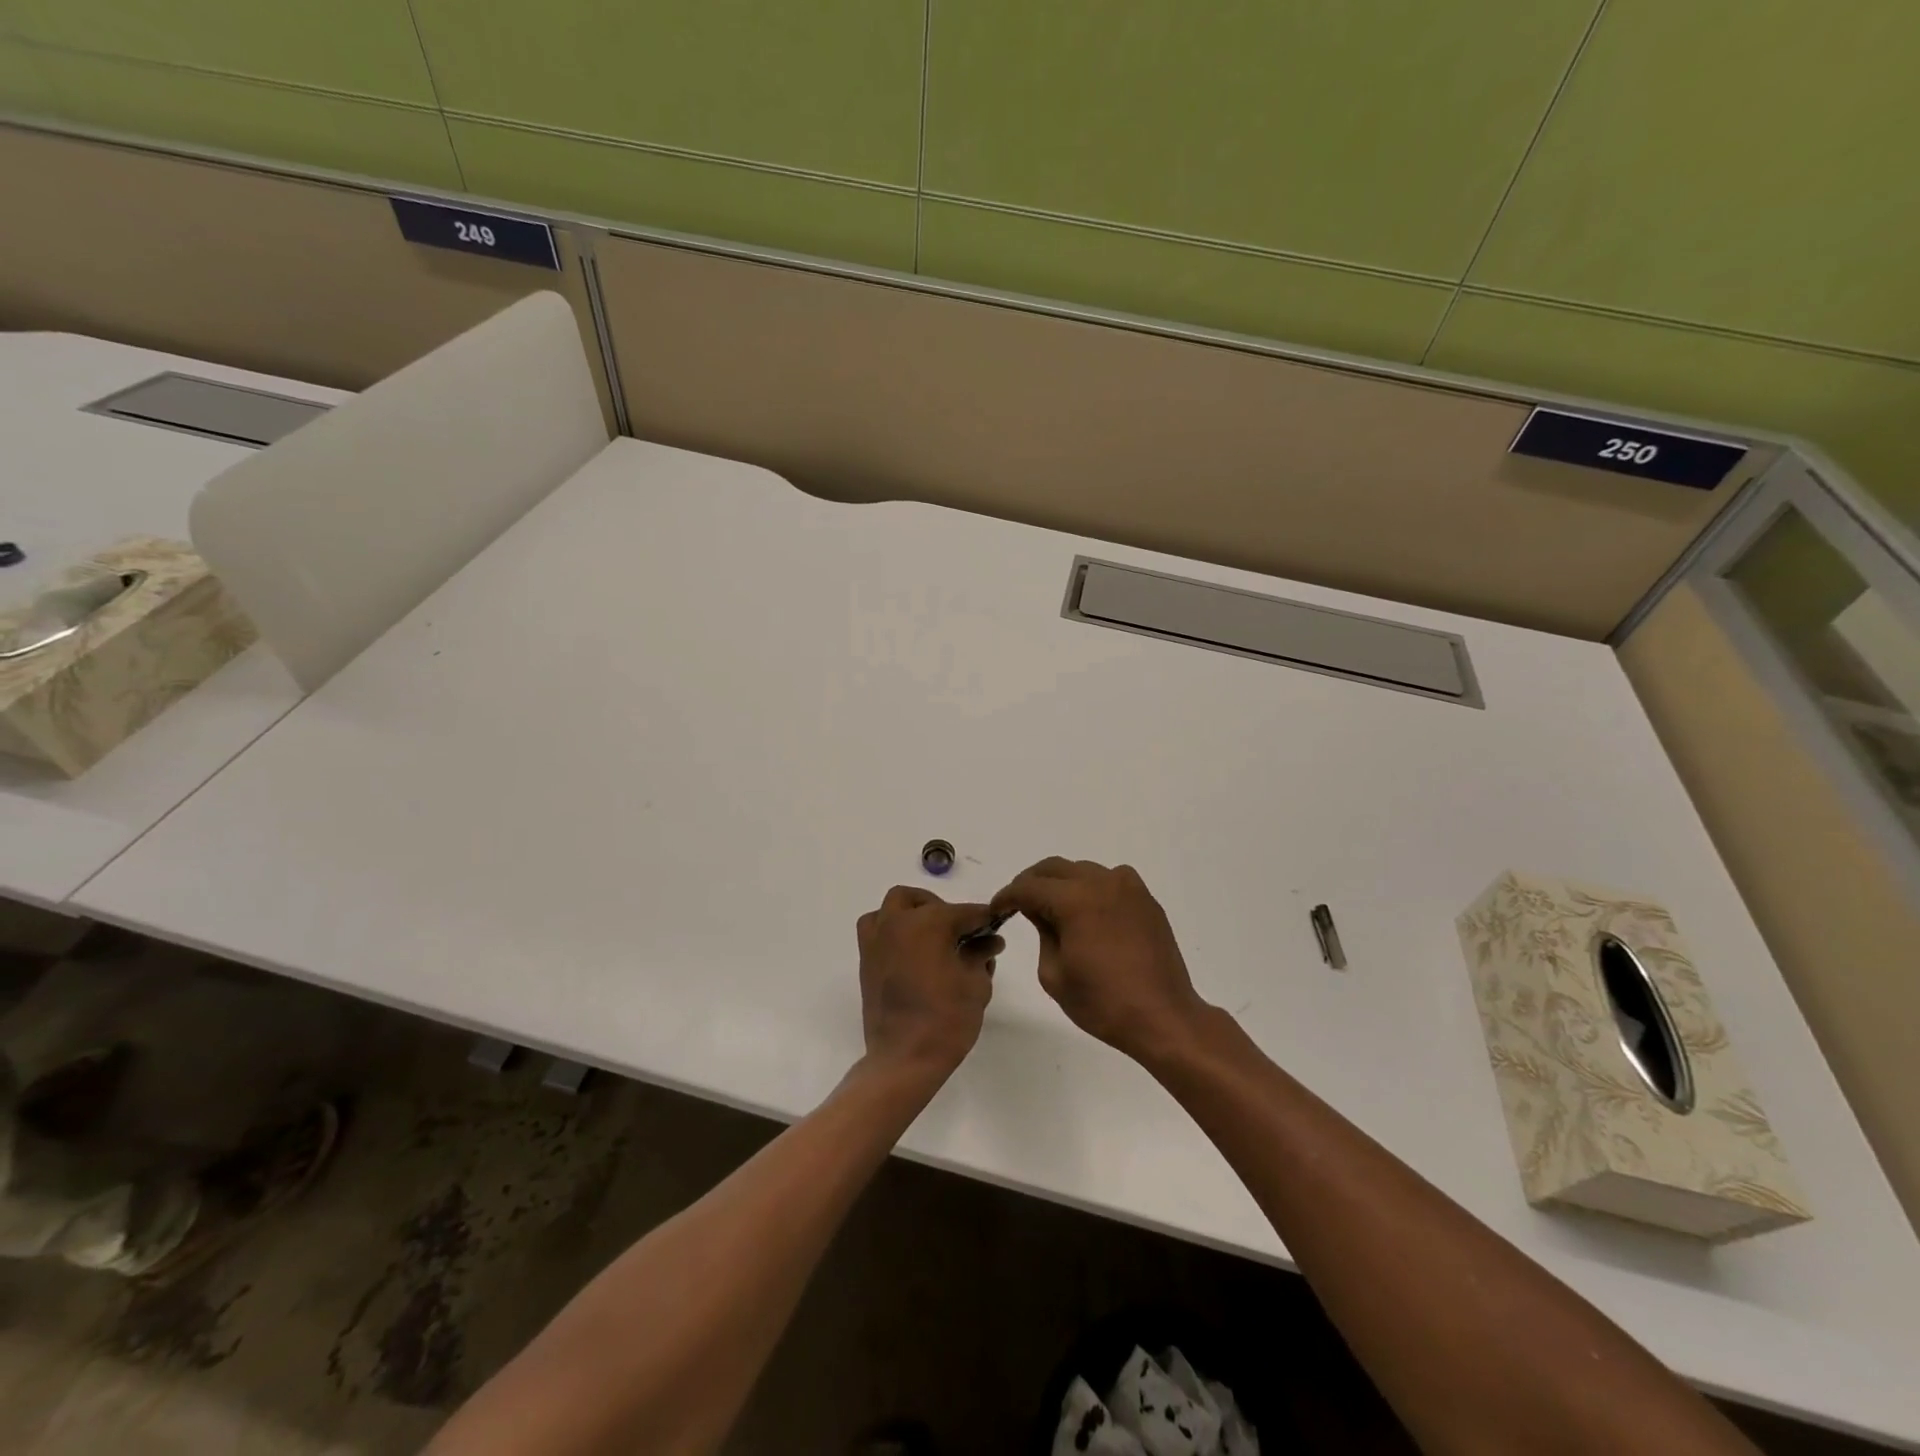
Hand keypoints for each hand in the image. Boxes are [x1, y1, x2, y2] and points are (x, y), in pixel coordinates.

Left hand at [856, 886, 1001, 1083]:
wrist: (904, 1059)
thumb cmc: (947, 1019)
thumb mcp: (975, 984)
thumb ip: (981, 955)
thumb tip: (989, 941)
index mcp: (929, 922)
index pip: (965, 912)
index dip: (984, 918)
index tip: (996, 924)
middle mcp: (898, 922)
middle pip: (922, 901)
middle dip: (943, 910)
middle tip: (961, 933)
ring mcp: (877, 940)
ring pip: (892, 908)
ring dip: (912, 912)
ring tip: (931, 935)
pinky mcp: (866, 960)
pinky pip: (876, 929)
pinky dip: (891, 929)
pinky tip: (910, 951)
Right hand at [991, 858, 1208, 1063]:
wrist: (1163, 1017)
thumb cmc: (1103, 1003)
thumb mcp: (1054, 974)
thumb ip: (1042, 932)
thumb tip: (1039, 911)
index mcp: (1075, 900)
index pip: (1029, 887)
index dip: (1007, 896)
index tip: (996, 908)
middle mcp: (1102, 883)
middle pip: (1055, 868)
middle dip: (1032, 883)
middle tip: (1019, 904)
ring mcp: (1128, 888)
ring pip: (1083, 871)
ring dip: (1062, 884)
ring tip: (1053, 909)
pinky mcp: (1146, 900)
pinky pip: (1111, 880)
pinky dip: (1092, 888)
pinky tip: (1089, 913)